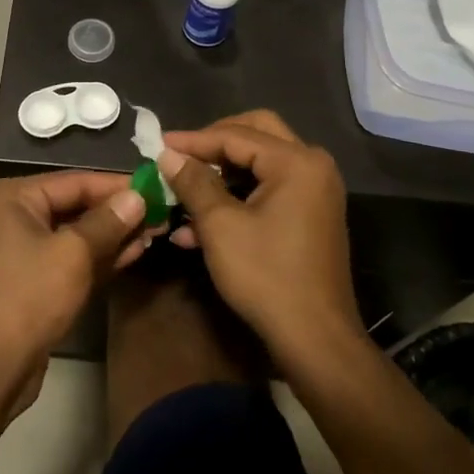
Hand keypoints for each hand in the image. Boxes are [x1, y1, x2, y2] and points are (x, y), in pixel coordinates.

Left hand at [0, 173, 148, 405]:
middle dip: (118, 212)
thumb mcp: (74, 253)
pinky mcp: (32, 278)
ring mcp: (21, 248)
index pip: (74, 181)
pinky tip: (135, 252)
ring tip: (156, 231)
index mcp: (11, 197)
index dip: (116, 185)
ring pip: (75, 233)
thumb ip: (108, 221)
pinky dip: (99, 256)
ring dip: (114, 234)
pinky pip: (70, 256)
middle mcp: (12, 215)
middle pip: (74, 205)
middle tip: (161, 211)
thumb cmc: (30, 296)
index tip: (155, 186)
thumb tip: (138, 197)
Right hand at [158, 111, 358, 357]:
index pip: (236, 135)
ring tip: (181, 194)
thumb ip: (194, 182)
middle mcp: (312, 167)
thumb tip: (168, 154)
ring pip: (259, 164)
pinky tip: (196, 228)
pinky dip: (235, 199)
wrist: (315, 338)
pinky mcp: (309, 216)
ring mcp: (315, 192)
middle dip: (213, 145)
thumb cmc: (266, 275)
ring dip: (220, 176)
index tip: (158, 145)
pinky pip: (267, 191)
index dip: (193, 140)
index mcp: (296, 162)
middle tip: (180, 156)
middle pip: (255, 134)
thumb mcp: (220, 225)